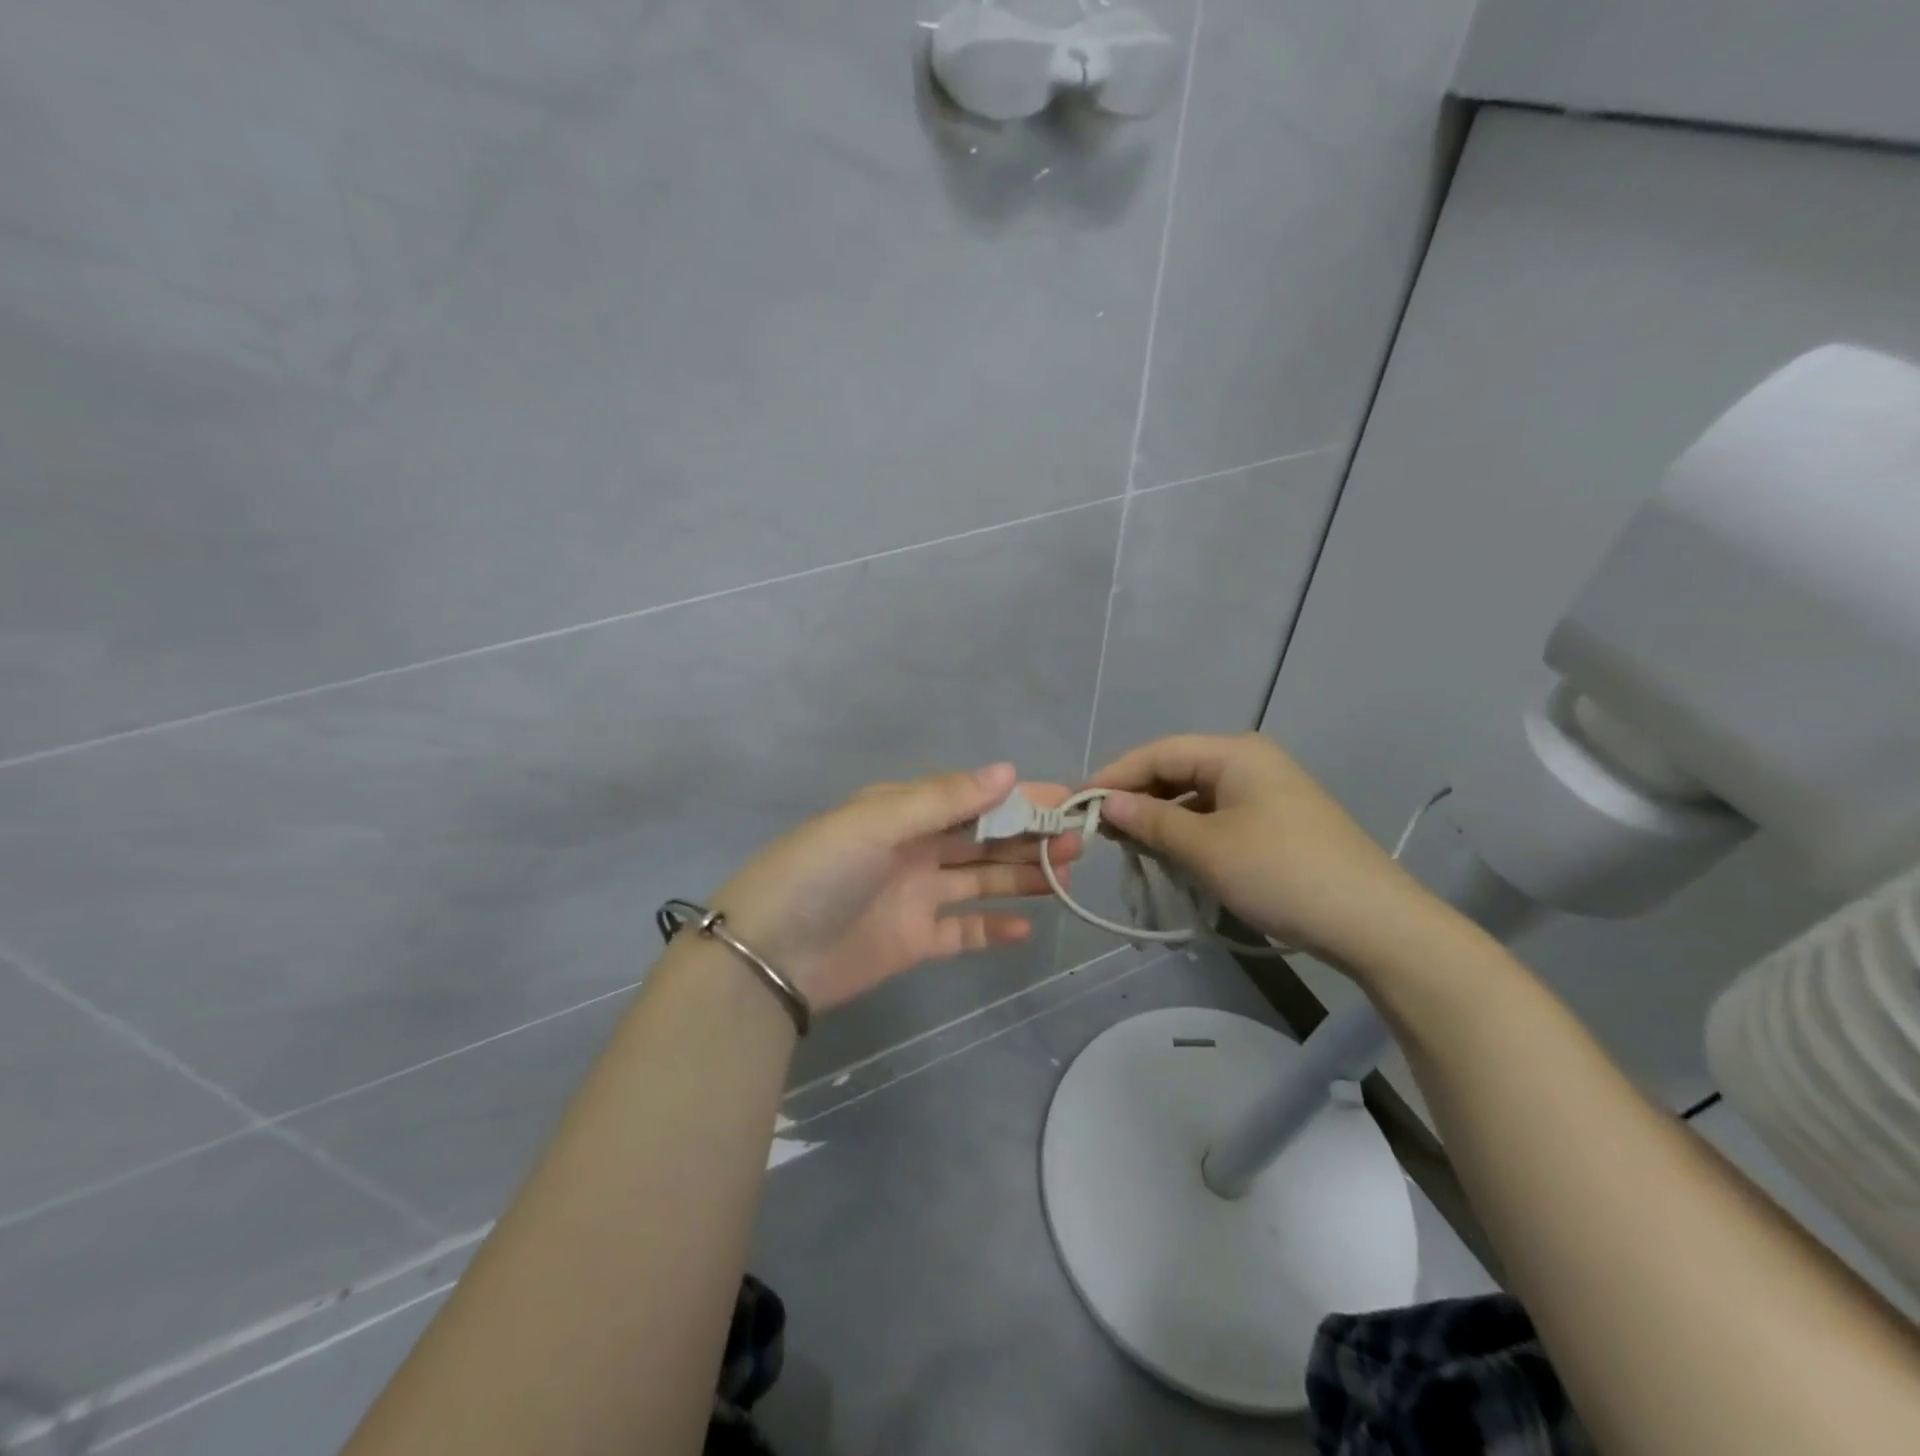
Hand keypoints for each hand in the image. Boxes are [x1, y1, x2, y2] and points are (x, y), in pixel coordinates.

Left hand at [710, 764, 1080, 1012]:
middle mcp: (912, 849)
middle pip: (982, 838)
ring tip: (1067, 873)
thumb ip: (943, 799)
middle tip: (1077, 839)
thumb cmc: (820, 873)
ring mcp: (915, 896)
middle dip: (1028, 835)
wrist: (767, 956)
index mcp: (901, 812)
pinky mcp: (914, 941)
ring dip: (1022, 874)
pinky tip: (1027, 927)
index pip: (971, 798)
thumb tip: (1008, 770)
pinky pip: (963, 931)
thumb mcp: (876, 822)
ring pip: (980, 880)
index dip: (1017, 798)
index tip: (1064, 799)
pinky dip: (994, 928)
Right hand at [1088, 733, 1436, 964]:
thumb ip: (1151, 820)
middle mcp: (1250, 762)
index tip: (1076, 804)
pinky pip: (1215, 816)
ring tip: (1127, 844)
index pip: (1158, 752)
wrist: (1374, 923)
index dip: (1114, 775)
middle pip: (1176, 769)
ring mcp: (1266, 792)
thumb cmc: (1282, 873)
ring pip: (1194, 795)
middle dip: (1136, 797)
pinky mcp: (1275, 822)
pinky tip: (1169, 854)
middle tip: (1098, 829)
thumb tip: (1105, 803)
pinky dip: (1187, 831)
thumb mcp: (1206, 848)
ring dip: (1160, 817)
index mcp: (1235, 753)